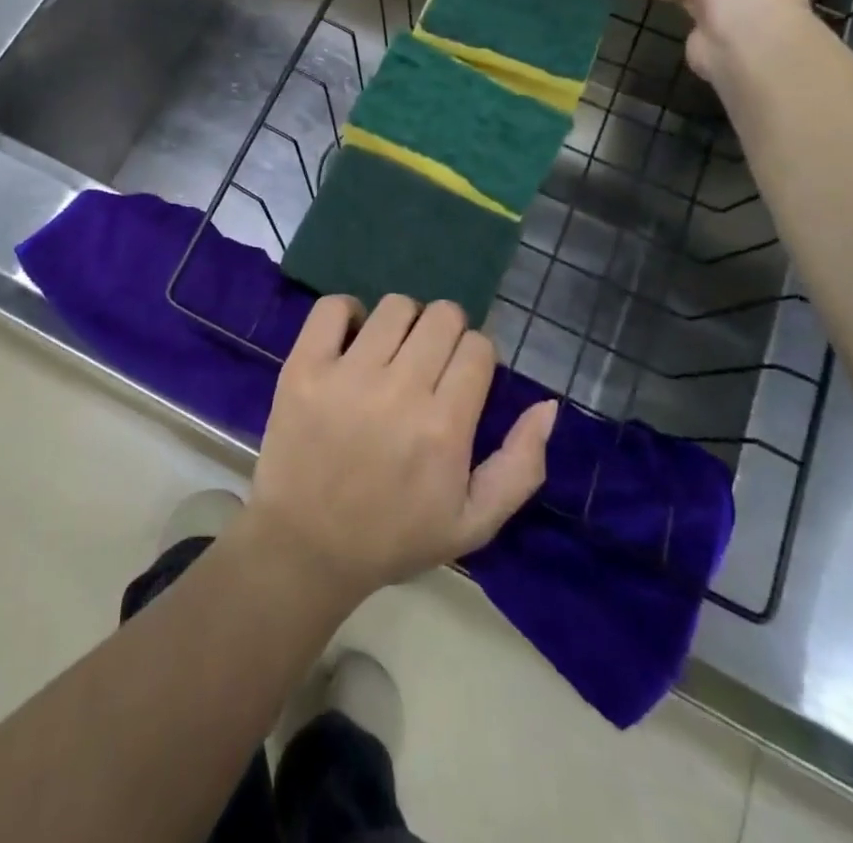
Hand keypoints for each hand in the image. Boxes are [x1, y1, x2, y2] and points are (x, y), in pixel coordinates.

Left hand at [241, 294, 556, 606]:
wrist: (306, 546)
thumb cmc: (394, 536)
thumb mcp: (474, 523)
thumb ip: (521, 466)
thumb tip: (548, 405)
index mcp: (444, 428)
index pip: (478, 347)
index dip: (476, 356)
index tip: (461, 376)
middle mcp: (399, 391)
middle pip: (442, 317)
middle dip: (447, 332)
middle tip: (429, 362)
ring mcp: (346, 375)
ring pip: (395, 307)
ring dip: (404, 322)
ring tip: (392, 351)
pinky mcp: (304, 366)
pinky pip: (332, 307)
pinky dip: (347, 312)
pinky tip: (352, 339)